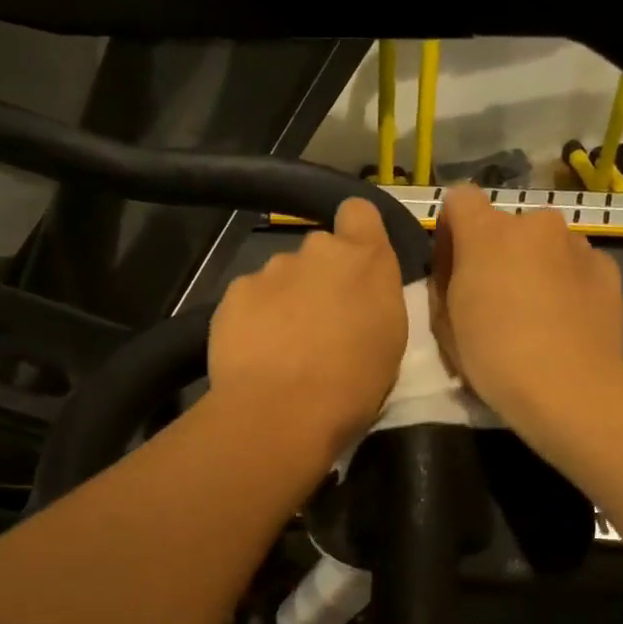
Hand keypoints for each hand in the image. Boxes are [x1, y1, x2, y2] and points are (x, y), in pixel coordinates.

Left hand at [209, 197, 408, 454]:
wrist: (282, 411)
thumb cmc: (353, 384)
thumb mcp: (389, 340)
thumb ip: (373, 299)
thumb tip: (356, 292)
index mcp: (366, 259)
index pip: (359, 212)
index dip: (355, 232)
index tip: (354, 263)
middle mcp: (317, 250)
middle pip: (318, 252)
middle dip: (319, 278)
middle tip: (320, 323)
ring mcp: (271, 269)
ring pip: (280, 276)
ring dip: (284, 300)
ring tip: (283, 346)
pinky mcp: (233, 293)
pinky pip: (249, 298)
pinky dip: (253, 318)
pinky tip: (255, 351)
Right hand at [431, 186, 622, 428]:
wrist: (568, 386)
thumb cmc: (493, 357)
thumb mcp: (446, 324)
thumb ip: (446, 284)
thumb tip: (458, 273)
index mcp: (486, 232)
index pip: (460, 199)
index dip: (453, 229)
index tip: (453, 267)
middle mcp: (534, 224)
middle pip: (506, 226)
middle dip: (498, 253)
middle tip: (496, 300)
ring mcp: (576, 244)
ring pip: (544, 245)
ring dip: (535, 267)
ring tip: (537, 314)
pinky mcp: (607, 269)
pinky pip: (576, 266)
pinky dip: (568, 283)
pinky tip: (566, 321)